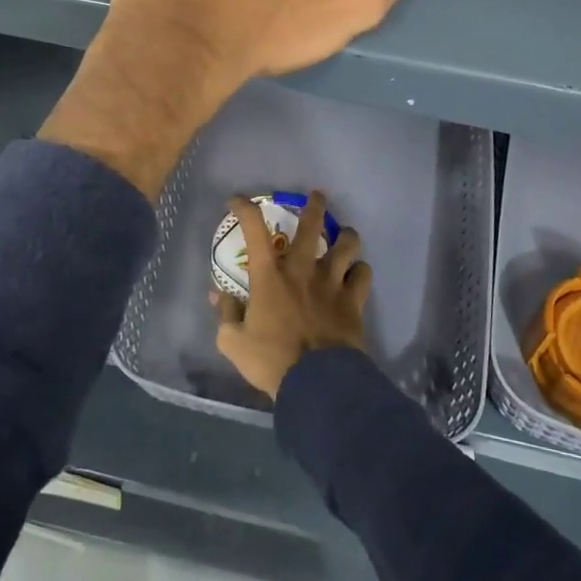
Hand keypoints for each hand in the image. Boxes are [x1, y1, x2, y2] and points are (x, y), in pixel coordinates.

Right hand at [213, 191, 370, 398]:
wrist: (317, 383)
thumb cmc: (271, 360)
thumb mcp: (233, 342)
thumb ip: (226, 314)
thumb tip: (217, 295)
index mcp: (270, 275)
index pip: (254, 229)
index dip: (244, 208)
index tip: (236, 201)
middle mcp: (302, 269)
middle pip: (312, 224)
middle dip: (314, 205)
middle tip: (317, 197)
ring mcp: (332, 282)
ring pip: (347, 243)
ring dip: (345, 235)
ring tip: (344, 235)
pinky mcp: (354, 300)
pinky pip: (363, 274)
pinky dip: (360, 271)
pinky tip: (356, 275)